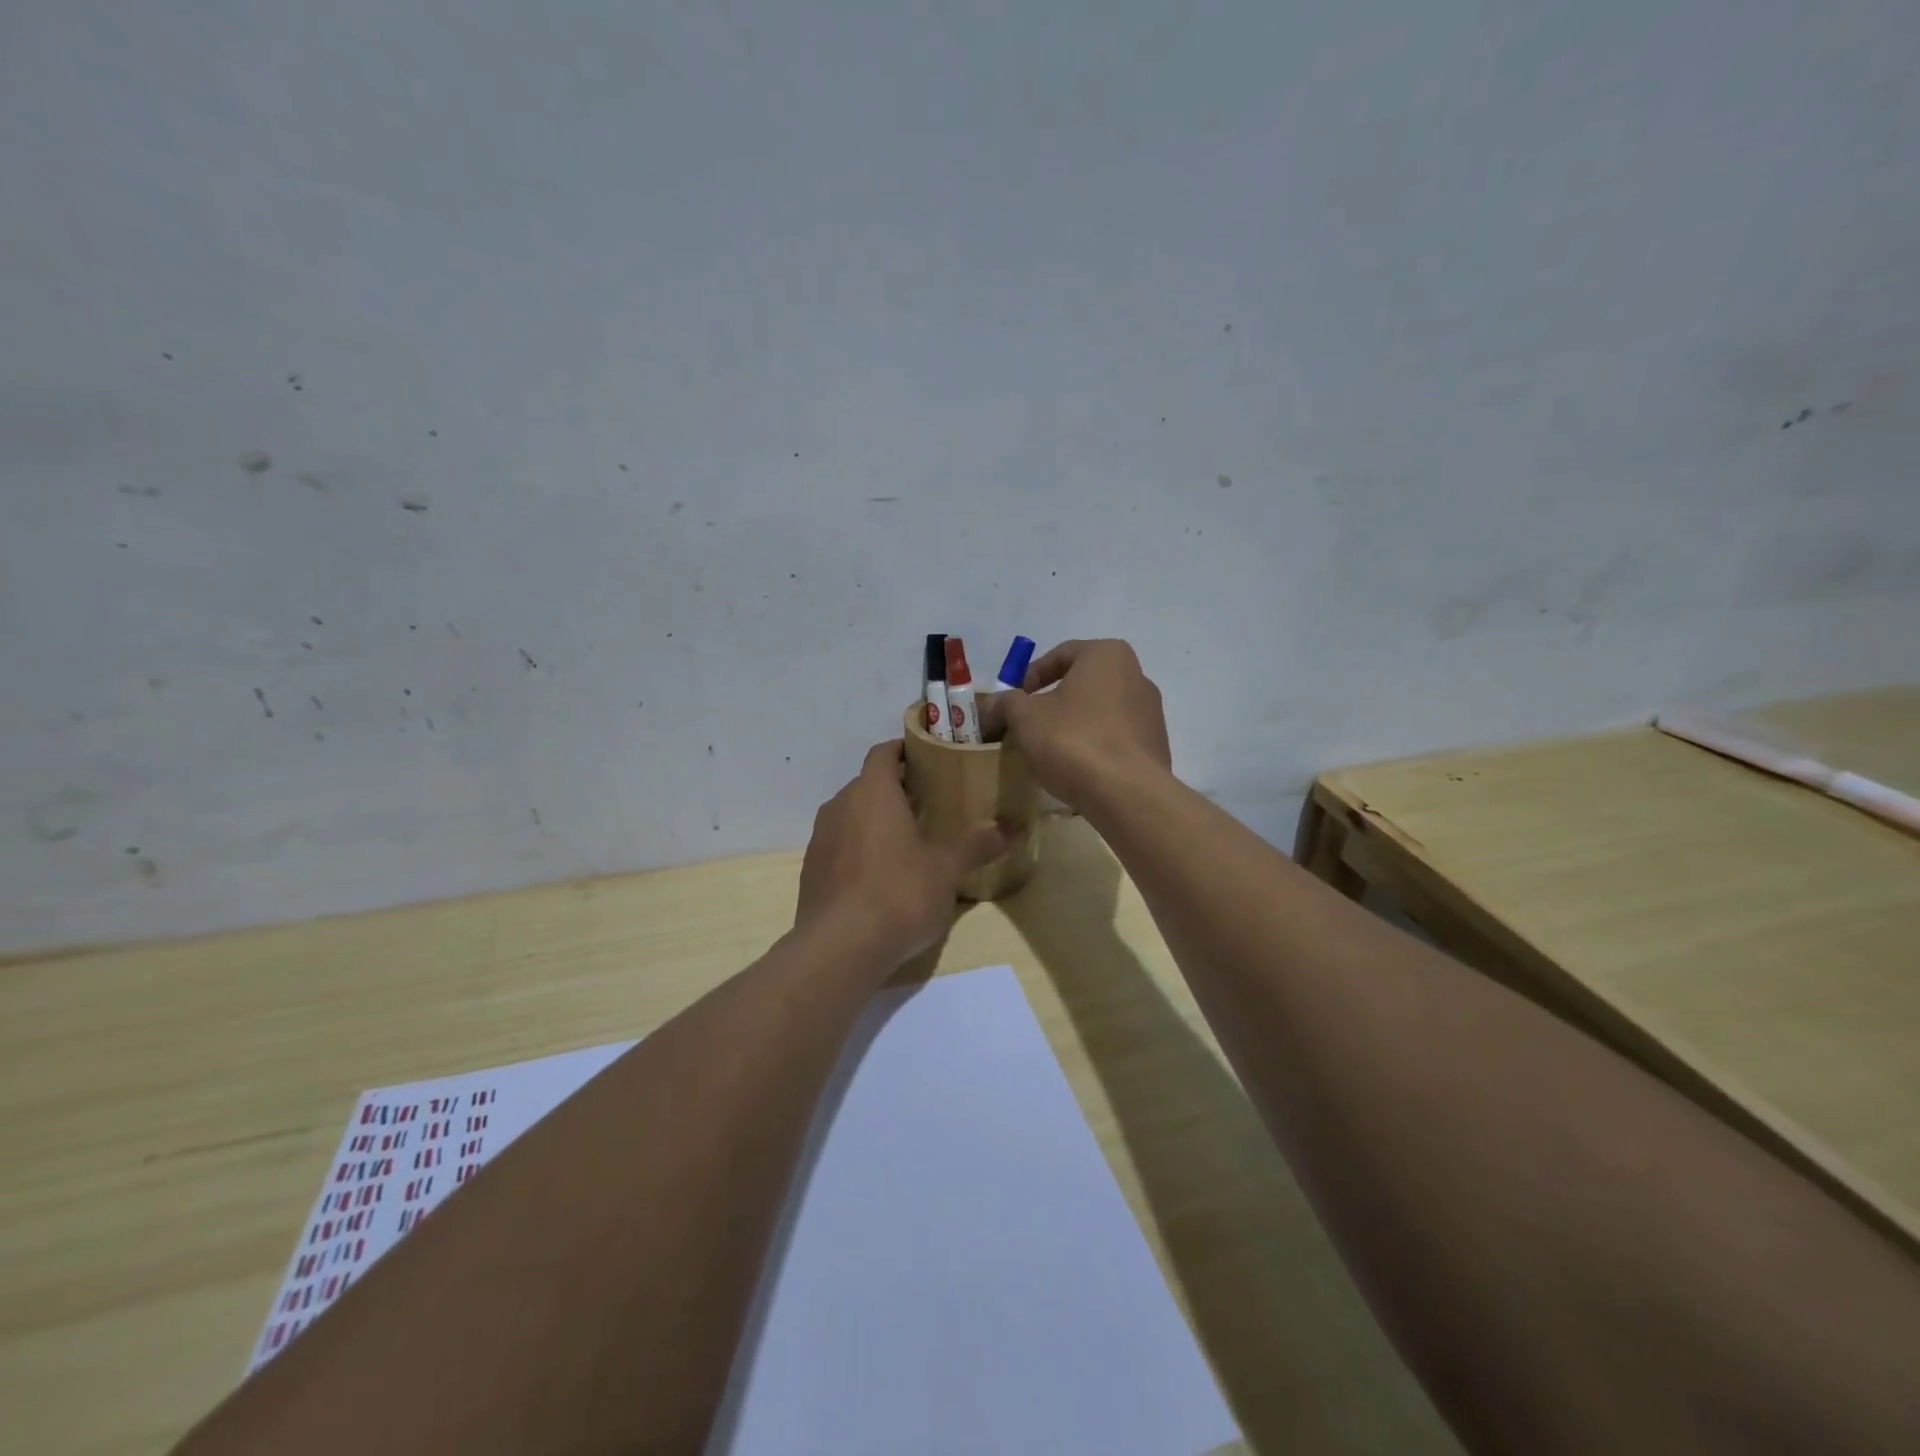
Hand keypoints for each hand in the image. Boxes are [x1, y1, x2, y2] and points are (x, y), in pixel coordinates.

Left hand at [796, 740, 1012, 963]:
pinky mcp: (811, 871)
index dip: (904, 751)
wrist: (839, 948)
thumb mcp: (946, 869)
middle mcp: (840, 806)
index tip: (928, 759)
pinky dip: (858, 849)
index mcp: (872, 792)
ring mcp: (820, 839)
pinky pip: (839, 846)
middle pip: (867, 784)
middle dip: (895, 790)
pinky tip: (880, 876)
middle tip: (928, 803)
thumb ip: (977, 844)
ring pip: (851, 815)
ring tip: (906, 840)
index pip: (883, 753)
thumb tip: (1013, 827)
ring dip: (875, 821)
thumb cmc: (899, 893)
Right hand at [982, 639, 1171, 810]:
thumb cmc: (1072, 740)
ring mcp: (1151, 714)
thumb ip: (1006, 703)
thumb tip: (992, 705)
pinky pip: (1115, 740)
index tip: (1014, 699)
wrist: (1127, 793)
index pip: (1062, 653)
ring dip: (1073, 726)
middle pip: (1083, 683)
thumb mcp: (1024, 717)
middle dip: (1053, 702)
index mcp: (1107, 655)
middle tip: (1028, 724)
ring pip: (1100, 712)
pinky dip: (1094, 747)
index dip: (1031, 675)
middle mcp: (1137, 676)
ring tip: (1050, 751)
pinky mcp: (1156, 747)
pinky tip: (1076, 770)